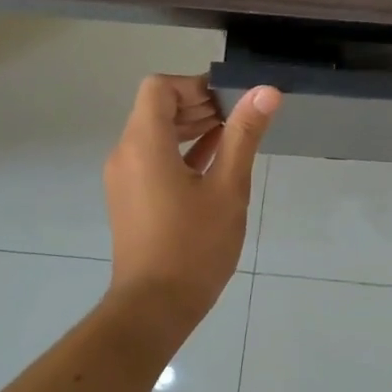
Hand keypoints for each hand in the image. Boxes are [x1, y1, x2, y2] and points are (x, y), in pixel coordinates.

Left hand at [104, 75, 279, 327]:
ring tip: (234, 138)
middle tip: (240, 118)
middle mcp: (126, 153)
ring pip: (156, 134)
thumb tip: (265, 92)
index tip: (231, 102)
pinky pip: (154, 159)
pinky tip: (216, 162)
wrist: (155, 306)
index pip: (160, 87)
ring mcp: (125, 177)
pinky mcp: (131, 198)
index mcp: (144, 143)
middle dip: (199, 104)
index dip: (196, 85)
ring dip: (192, 128)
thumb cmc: (194, 245)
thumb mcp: (228, 187)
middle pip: (157, 108)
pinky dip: (182, 152)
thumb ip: (244, 135)